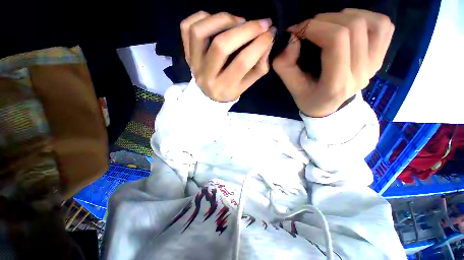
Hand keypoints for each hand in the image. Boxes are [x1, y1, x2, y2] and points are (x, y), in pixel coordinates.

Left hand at [181, 11, 274, 101]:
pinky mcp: (186, 53)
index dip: (259, 44)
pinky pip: (186, 28)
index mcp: (225, 87)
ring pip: (200, 32)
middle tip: (259, 24)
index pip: (242, 63)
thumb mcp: (247, 85)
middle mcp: (207, 76)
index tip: (270, 33)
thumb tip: (267, 40)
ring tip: (238, 21)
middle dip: (245, 29)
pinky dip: (203, 17)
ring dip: (223, 19)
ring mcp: (194, 64)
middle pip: (221, 46)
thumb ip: (259, 66)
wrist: (208, 96)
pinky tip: (216, 21)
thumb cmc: (229, 90)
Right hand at [273, 9, 393, 116]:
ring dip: (344, 16)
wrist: (328, 108)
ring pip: (371, 22)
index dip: (314, 27)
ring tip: (327, 26)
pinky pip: (384, 27)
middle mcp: (361, 73)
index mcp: (336, 84)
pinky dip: (366, 17)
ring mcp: (375, 64)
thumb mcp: (291, 88)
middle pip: (353, 27)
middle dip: (325, 20)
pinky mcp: (381, 57)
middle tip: (308, 27)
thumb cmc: (308, 99)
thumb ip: (285, 66)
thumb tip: (290, 37)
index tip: (297, 30)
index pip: (336, 40)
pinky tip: (349, 25)